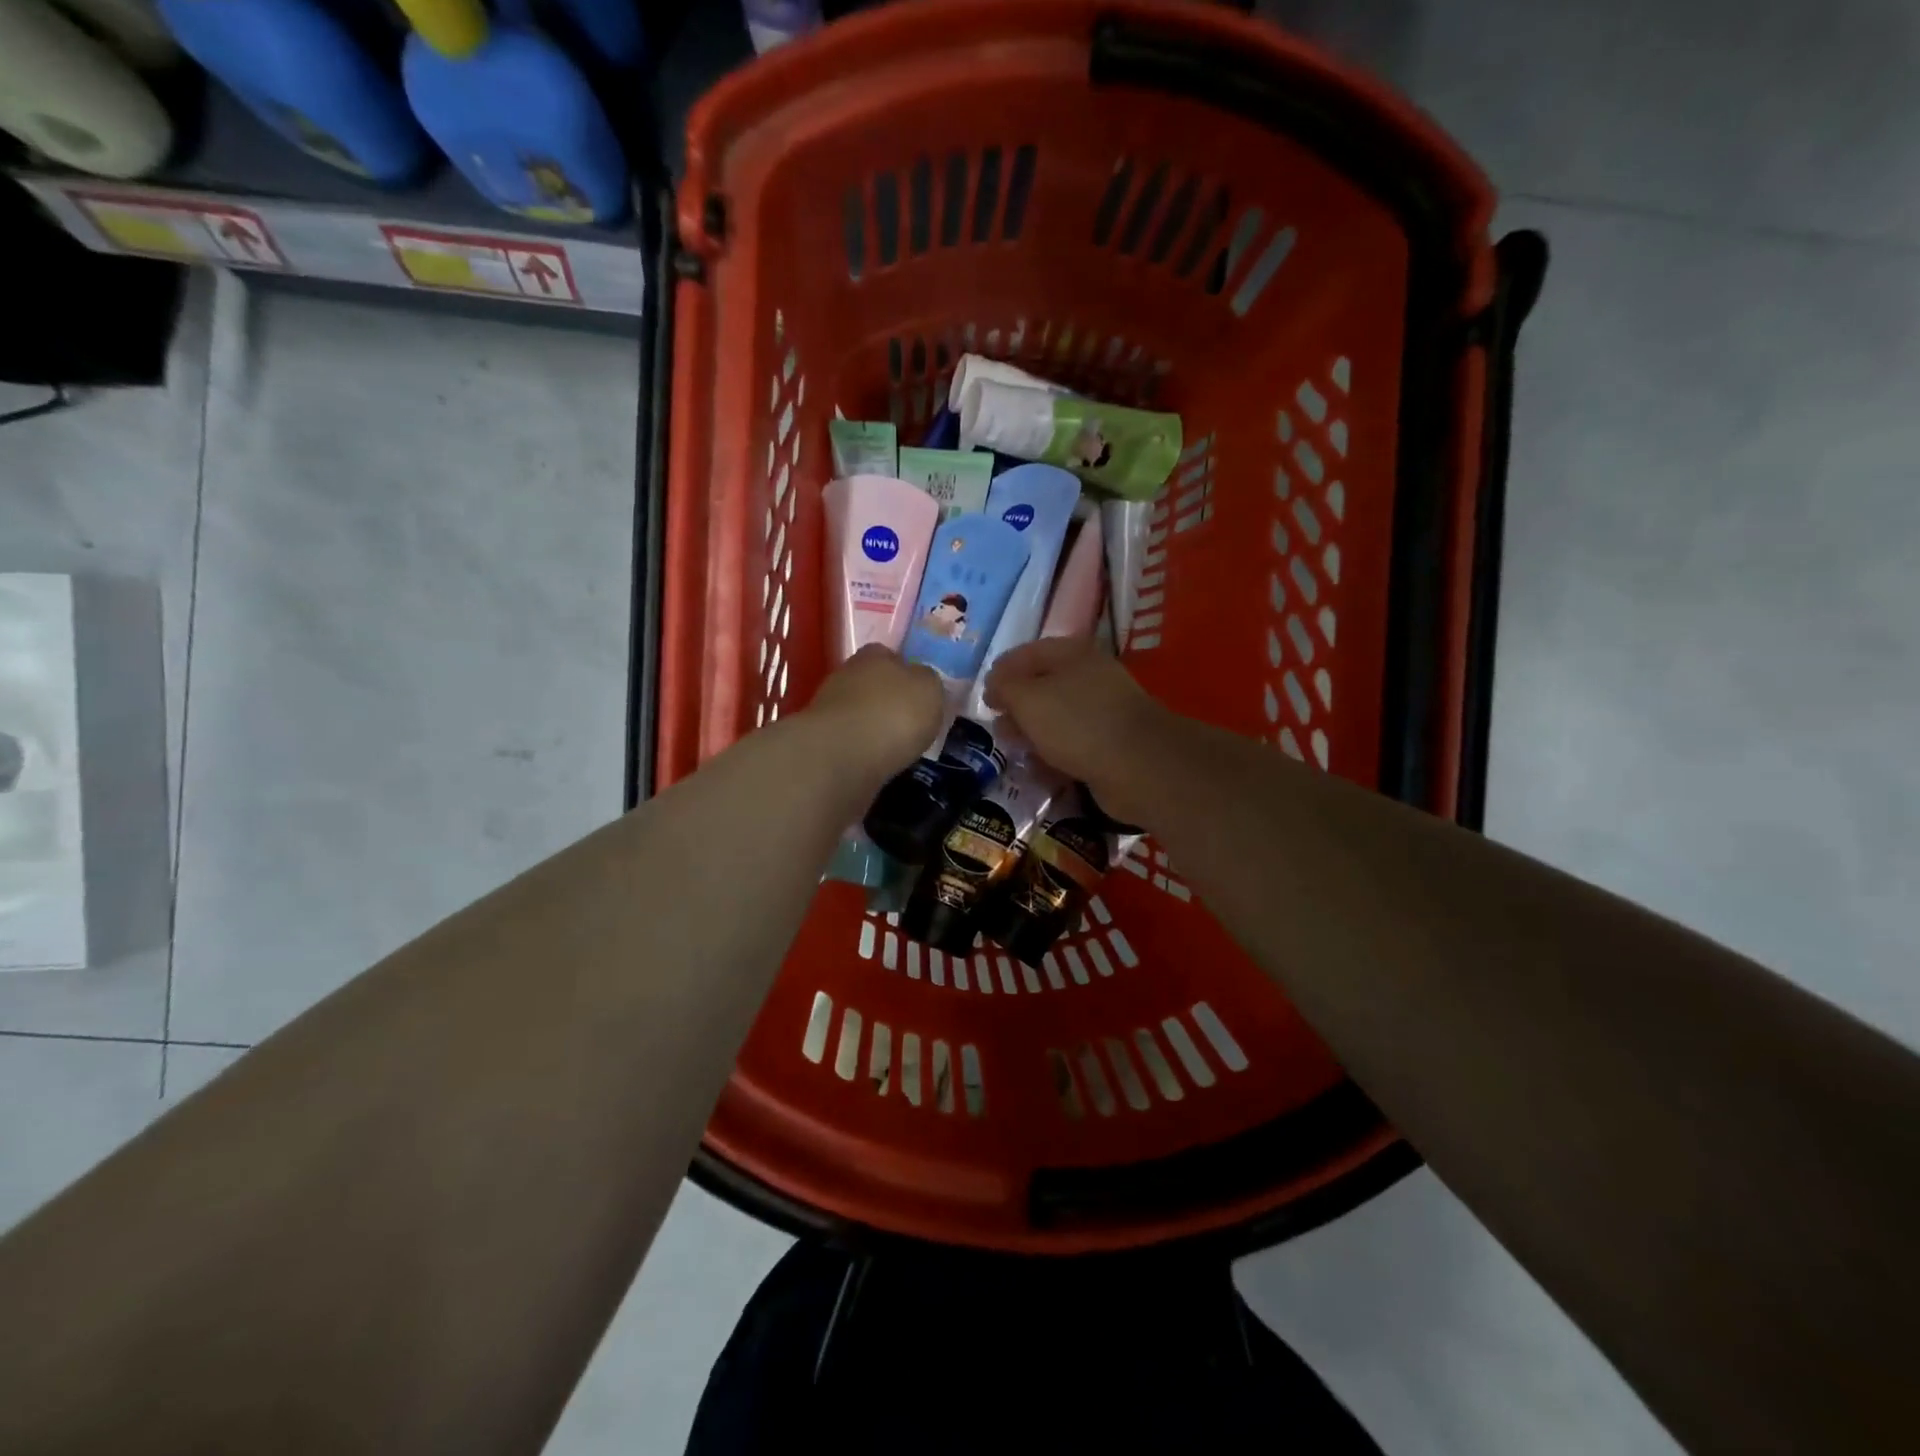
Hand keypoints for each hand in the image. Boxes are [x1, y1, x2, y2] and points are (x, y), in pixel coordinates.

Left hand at [804, 645, 944, 788]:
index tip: (919, 694)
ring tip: (894, 746)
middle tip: (908, 721)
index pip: (891, 655)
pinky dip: (862, 747)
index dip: (906, 672)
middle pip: (872, 683)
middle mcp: (847, 674)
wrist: (844, 754)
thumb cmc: (894, 713)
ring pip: (858, 711)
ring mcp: (829, 707)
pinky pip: (849, 739)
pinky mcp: (820, 739)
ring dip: (873, 724)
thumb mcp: (930, 689)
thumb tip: (920, 681)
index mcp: (875, 655)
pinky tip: (876, 760)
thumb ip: (927, 681)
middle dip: (887, 700)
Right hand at [984, 638, 1168, 824]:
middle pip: (1044, 686)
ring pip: (1058, 717)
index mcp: (1072, 654)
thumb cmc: (1077, 722)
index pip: (1029, 653)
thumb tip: (995, 684)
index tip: (984, 696)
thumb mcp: (1029, 698)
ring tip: (1015, 750)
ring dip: (1034, 732)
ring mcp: (1103, 711)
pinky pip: (1073, 744)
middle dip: (1017, 705)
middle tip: (998, 726)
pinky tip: (1039, 768)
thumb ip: (1005, 687)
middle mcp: (1089, 677)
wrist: (1138, 765)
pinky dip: (1054, 754)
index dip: (1002, 671)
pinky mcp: (1110, 743)